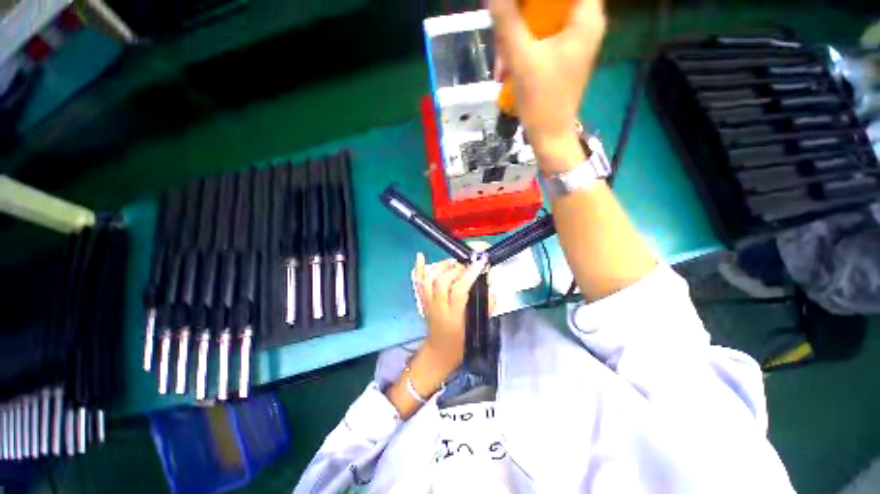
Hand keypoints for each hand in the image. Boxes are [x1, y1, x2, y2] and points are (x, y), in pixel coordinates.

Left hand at [414, 253, 487, 375]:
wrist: (440, 351)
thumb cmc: (461, 342)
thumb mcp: (478, 327)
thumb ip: (486, 307)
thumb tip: (491, 287)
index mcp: (453, 316)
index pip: (458, 290)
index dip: (469, 275)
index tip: (480, 263)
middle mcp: (437, 308)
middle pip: (441, 282)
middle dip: (455, 269)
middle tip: (466, 266)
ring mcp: (427, 303)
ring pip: (429, 280)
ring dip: (441, 267)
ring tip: (453, 262)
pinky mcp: (422, 300)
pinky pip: (418, 283)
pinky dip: (418, 268)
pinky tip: (420, 255)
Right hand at [490, 0, 605, 172]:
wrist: (549, 136)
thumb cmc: (541, 99)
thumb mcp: (521, 57)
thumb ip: (507, 19)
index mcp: (585, 17)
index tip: (518, 8)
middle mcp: (584, 23)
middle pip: (549, 3)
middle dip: (519, 17)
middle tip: (500, 34)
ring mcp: (572, 41)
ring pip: (541, 21)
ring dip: (515, 39)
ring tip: (500, 66)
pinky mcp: (562, 56)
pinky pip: (539, 40)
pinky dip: (521, 51)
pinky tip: (506, 70)